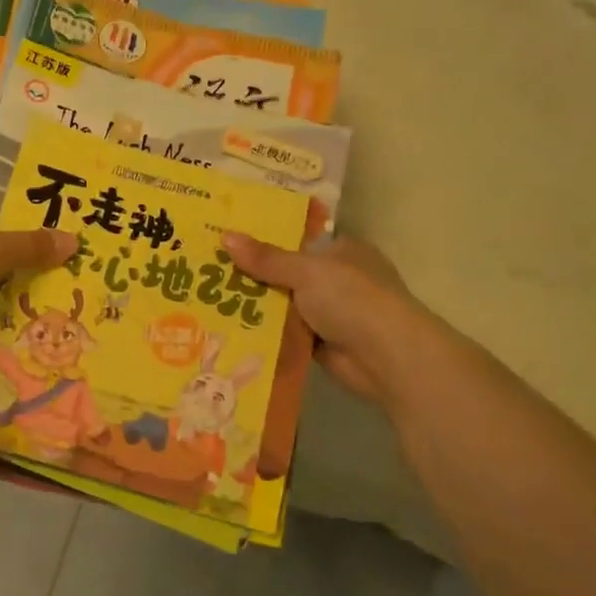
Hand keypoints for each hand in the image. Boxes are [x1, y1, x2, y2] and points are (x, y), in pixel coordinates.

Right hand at [221, 233, 431, 408]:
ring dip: (257, 307)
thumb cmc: (352, 299)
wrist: (387, 357)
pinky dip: (267, 333)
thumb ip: (266, 258)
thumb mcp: (305, 271)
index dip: (265, 240)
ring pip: (285, 305)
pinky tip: (231, 329)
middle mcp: (338, 279)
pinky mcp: (323, 343)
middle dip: (254, 276)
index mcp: (342, 251)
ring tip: (209, 299)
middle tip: (208, 271)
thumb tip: (225, 237)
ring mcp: (332, 313)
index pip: (298, 240)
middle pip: (287, 273)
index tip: (228, 240)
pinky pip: (287, 333)